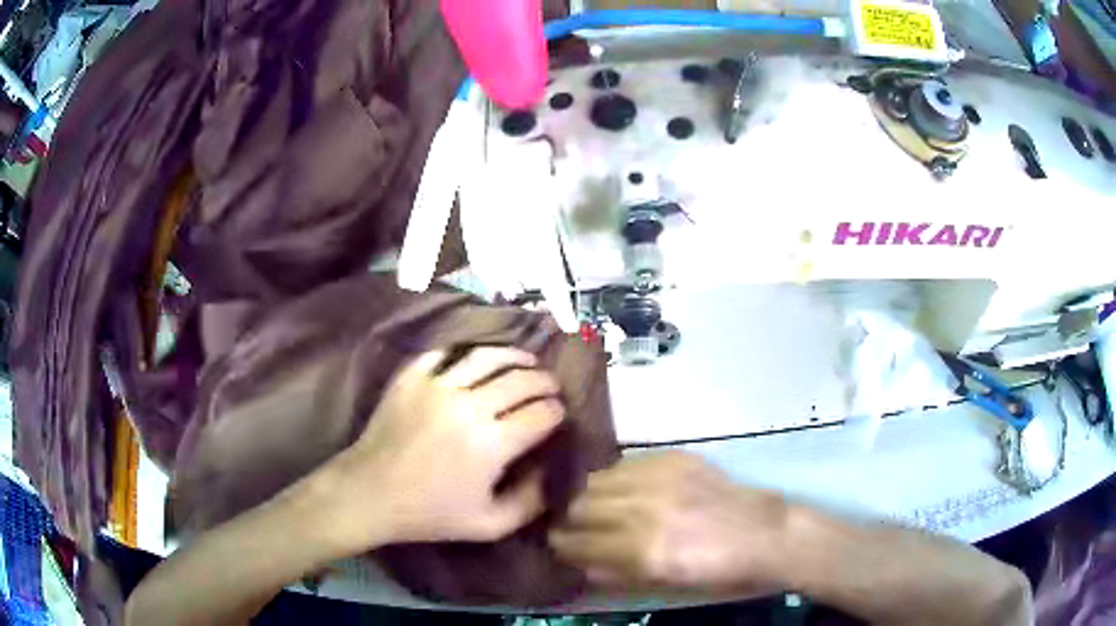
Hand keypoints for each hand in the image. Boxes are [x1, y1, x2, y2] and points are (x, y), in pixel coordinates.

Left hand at [323, 347, 565, 549]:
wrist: (370, 492)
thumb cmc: (430, 514)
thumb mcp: (490, 525)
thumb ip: (531, 502)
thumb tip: (552, 472)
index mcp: (491, 444)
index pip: (541, 414)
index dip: (558, 412)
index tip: (560, 415)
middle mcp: (469, 406)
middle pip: (521, 380)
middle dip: (545, 382)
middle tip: (551, 387)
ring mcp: (437, 385)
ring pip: (487, 356)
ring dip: (514, 356)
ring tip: (526, 361)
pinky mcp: (412, 376)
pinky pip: (446, 352)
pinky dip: (468, 353)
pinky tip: (477, 361)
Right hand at [549, 451, 789, 593]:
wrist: (763, 533)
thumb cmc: (716, 570)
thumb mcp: (664, 584)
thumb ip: (616, 573)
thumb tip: (579, 562)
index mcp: (643, 550)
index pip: (579, 544)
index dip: (561, 545)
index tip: (556, 544)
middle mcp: (645, 510)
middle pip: (581, 506)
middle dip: (570, 519)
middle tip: (573, 526)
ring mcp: (660, 479)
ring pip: (598, 480)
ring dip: (589, 496)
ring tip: (595, 505)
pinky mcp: (674, 458)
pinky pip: (626, 464)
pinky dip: (616, 478)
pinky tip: (624, 489)